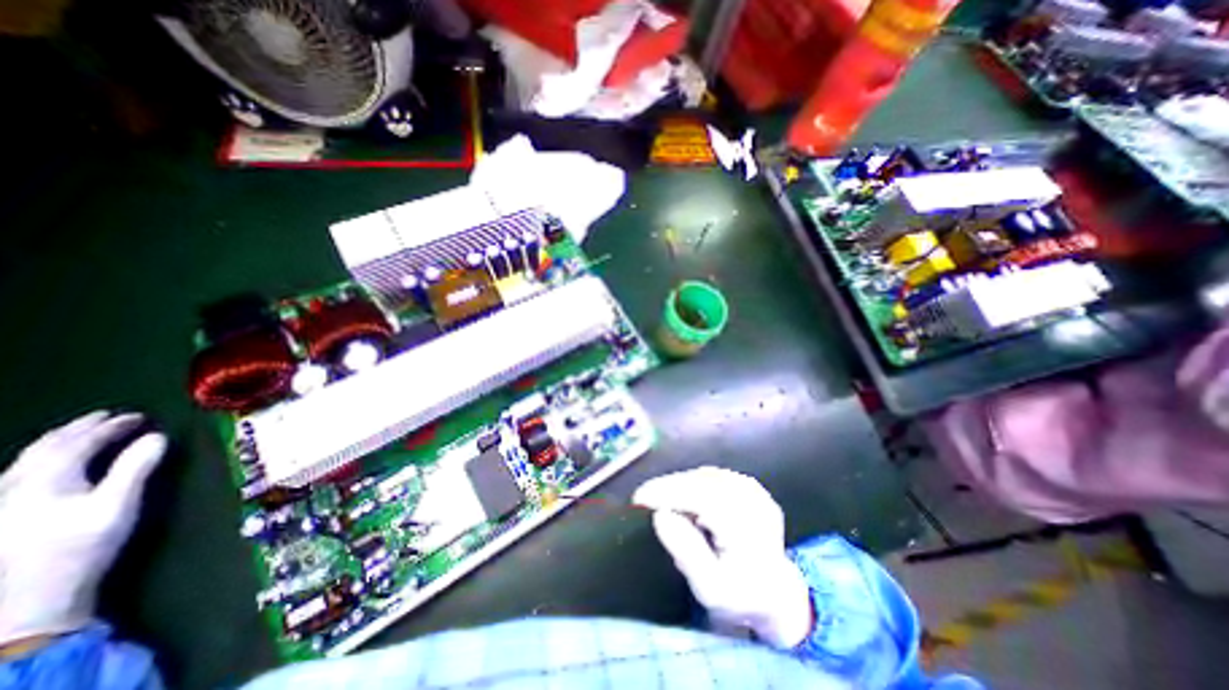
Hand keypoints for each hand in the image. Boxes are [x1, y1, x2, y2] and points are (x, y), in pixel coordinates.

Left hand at [0, 412, 166, 644]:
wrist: (30, 598)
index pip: (80, 443)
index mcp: (46, 479)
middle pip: (45, 448)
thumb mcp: (118, 504)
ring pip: (26, 461)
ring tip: (80, 433)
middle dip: (78, 429)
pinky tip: (48, 465)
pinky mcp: (3, 516)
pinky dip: (42, 460)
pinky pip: (19, 475)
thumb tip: (157, 437)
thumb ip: (136, 467)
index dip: (111, 427)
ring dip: (58, 442)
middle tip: (106, 416)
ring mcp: (2, 503)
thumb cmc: (81, 546)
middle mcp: (15, 486)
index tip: (139, 416)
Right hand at [634, 467, 812, 648]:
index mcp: (748, 526)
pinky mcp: (749, 485)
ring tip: (663, 500)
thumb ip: (686, 552)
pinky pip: (713, 477)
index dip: (667, 493)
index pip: (700, 498)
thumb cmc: (739, 596)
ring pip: (704, 476)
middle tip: (645, 498)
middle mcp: (754, 500)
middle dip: (669, 488)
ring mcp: (754, 489)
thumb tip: (660, 515)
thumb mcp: (710, 588)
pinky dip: (693, 483)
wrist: (775, 592)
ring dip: (680, 485)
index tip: (640, 497)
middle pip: (701, 483)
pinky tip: (685, 498)